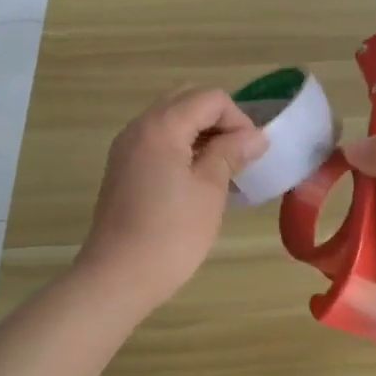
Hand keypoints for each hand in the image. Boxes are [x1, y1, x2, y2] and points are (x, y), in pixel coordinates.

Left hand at [76, 89, 268, 313]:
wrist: (118, 277)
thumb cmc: (171, 234)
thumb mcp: (210, 190)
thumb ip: (231, 153)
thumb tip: (256, 136)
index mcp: (161, 126)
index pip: (209, 98)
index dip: (238, 119)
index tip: (252, 153)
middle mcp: (139, 127)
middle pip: (186, 101)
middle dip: (218, 120)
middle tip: (238, 155)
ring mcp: (126, 148)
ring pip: (170, 120)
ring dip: (200, 134)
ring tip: (222, 169)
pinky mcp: (122, 170)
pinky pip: (157, 142)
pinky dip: (181, 148)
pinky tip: (197, 180)